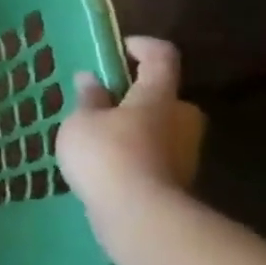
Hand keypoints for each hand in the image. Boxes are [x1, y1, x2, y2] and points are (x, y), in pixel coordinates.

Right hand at [57, 37, 204, 213]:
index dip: (142, 46)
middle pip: (164, 96)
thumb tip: (91, 79)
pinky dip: (136, 156)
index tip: (120, 49)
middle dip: (137, 97)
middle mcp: (181, 119)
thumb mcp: (81, 122)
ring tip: (99, 139)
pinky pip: (155, 157)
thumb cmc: (107, 156)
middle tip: (104, 104)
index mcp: (158, 96)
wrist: (139, 218)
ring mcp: (184, 153)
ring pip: (159, 129)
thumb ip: (87, 99)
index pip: (161, 56)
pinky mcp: (178, 182)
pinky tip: (108, 168)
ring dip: (135, 129)